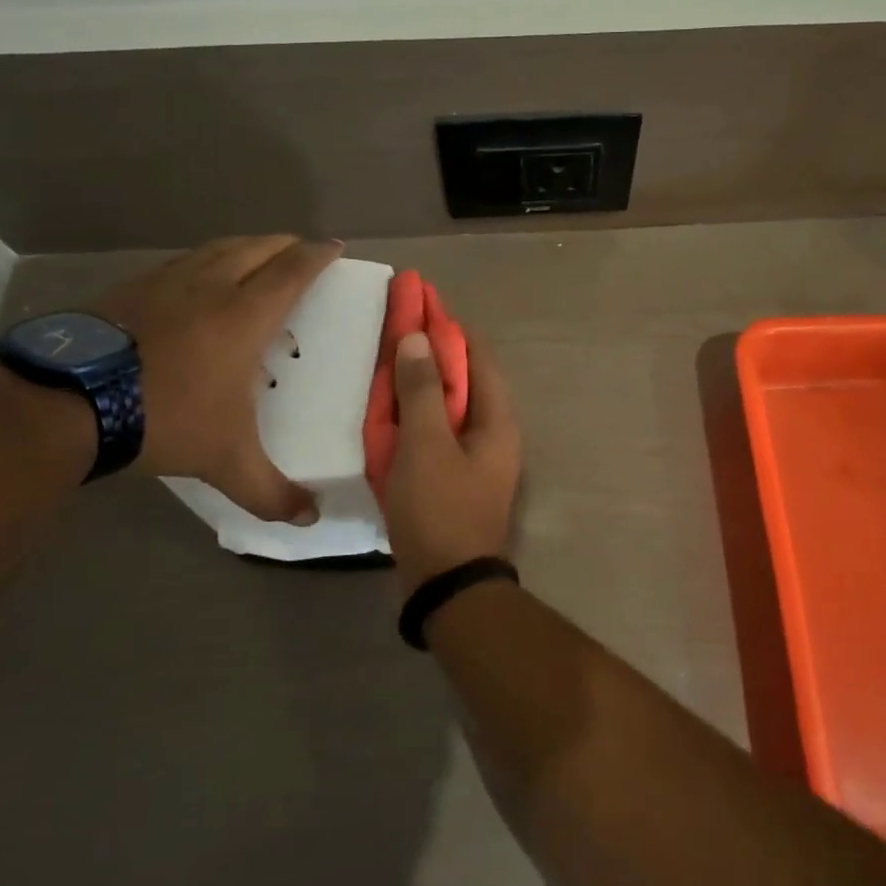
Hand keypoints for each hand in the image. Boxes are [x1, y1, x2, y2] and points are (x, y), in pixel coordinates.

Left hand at [93, 236, 342, 520]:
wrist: (67, 403)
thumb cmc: (165, 419)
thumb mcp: (225, 461)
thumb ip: (271, 491)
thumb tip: (311, 518)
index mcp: (245, 316)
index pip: (293, 271)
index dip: (318, 255)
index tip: (335, 246)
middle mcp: (211, 287)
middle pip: (258, 248)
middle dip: (286, 245)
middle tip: (302, 251)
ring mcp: (167, 282)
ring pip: (218, 249)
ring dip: (246, 248)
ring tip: (257, 258)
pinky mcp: (131, 288)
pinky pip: (182, 262)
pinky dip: (205, 262)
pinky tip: (197, 282)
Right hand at [386, 330, 521, 589]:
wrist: (448, 585)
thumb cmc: (439, 509)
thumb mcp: (425, 444)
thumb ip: (421, 389)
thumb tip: (418, 338)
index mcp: (496, 417)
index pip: (476, 354)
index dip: (447, 325)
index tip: (418, 300)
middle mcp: (493, 430)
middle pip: (463, 376)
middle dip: (431, 349)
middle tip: (396, 326)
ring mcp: (476, 456)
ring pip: (448, 404)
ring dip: (421, 380)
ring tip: (390, 359)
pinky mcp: (457, 476)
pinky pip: (437, 431)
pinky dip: (417, 413)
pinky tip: (392, 408)